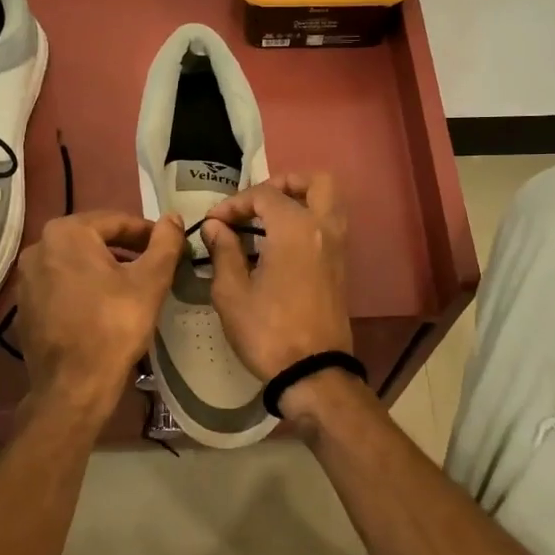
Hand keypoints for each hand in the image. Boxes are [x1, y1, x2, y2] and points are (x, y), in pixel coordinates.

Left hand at [14, 211, 184, 418]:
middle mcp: (38, 247)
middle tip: (154, 266)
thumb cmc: (115, 325)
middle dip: (125, 249)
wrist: (74, 385)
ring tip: (132, 286)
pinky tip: (104, 307)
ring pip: (76, 262)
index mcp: (66, 233)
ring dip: (104, 268)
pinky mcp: (24, 306)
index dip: (147, 233)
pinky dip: (84, 288)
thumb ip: (165, 242)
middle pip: (93, 239)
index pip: (117, 221)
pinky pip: (61, 285)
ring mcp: (26, 278)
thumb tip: (173, 217)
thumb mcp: (151, 280)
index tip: (169, 247)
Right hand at [199, 173, 350, 381]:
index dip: (235, 203)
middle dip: (284, 184)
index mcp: (296, 228)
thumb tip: (216, 226)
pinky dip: (308, 223)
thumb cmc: (267, 331)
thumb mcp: (232, 292)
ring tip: (266, 222)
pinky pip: (328, 227)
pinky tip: (278, 245)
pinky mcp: (341, 268)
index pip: (264, 195)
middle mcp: (324, 228)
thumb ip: (224, 251)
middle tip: (256, 203)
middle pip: (315, 183)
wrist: (312, 372)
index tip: (213, 222)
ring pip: (328, 203)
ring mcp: (338, 248)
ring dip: (300, 201)